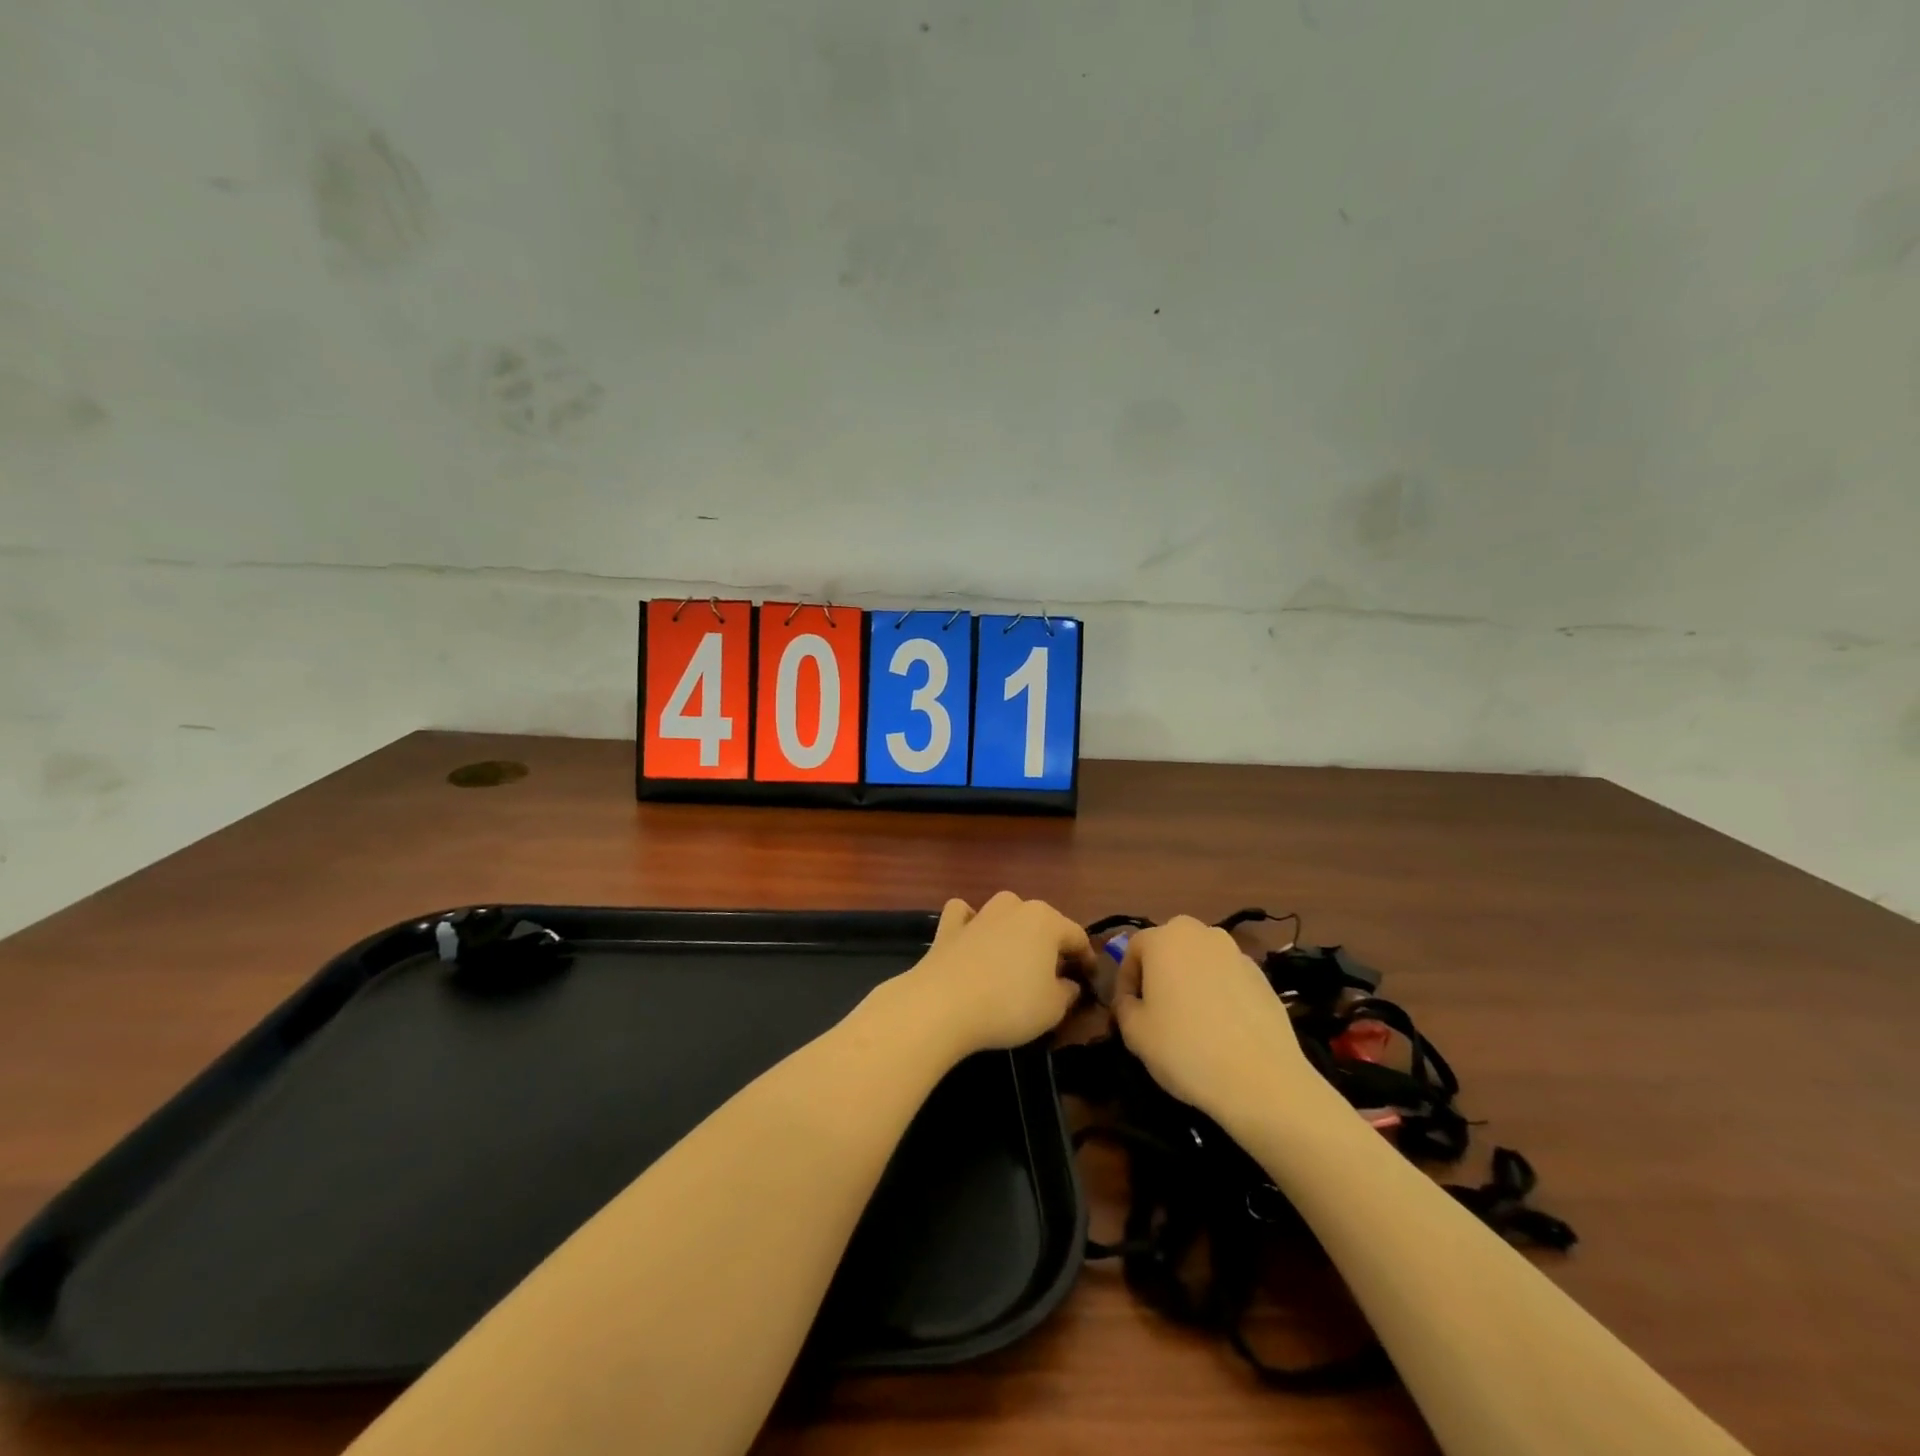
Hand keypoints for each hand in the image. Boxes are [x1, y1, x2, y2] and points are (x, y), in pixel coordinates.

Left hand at [900, 893, 1094, 1056]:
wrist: (942, 1004)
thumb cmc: (1009, 1005)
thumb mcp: (1053, 1008)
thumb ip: (1068, 992)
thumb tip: (1069, 983)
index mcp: (1046, 921)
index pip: (1077, 937)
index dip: (1087, 960)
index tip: (1089, 981)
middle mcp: (1014, 907)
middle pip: (1041, 923)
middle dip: (1050, 945)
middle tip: (1053, 975)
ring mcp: (979, 913)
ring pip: (1005, 913)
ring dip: (1013, 930)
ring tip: (1014, 959)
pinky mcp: (948, 926)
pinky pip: (965, 915)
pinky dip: (970, 922)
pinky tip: (971, 938)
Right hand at [1111, 916, 1321, 1126]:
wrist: (1260, 1079)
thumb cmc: (1185, 1048)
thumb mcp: (1134, 1033)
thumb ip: (1124, 1007)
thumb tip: (1132, 1002)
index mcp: (1165, 938)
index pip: (1133, 948)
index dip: (1125, 980)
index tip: (1127, 1010)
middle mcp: (1201, 934)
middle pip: (1170, 947)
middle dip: (1158, 973)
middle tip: (1156, 1009)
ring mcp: (1236, 953)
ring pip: (1201, 961)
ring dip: (1190, 981)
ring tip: (1191, 1020)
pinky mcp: (1263, 977)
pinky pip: (1227, 978)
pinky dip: (1218, 993)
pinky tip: (1221, 1029)